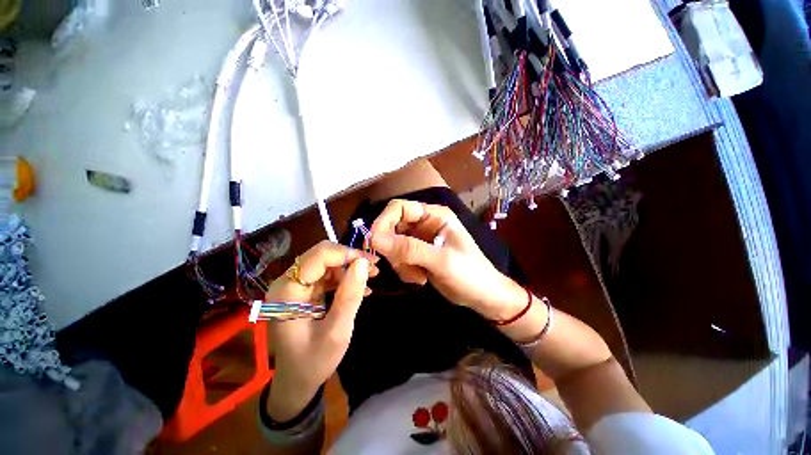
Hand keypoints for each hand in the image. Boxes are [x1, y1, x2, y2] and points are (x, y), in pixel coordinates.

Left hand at [264, 241, 375, 421]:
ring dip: (350, 268)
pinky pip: (326, 275)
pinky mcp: (303, 292)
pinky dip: (344, 278)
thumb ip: (350, 295)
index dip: (347, 254)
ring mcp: (294, 286)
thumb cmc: (314, 361)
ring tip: (371, 277)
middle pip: (322, 255)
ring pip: (327, 263)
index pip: (319, 256)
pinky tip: (360, 288)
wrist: (297, 381)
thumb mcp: (337, 331)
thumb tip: (363, 263)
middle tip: (374, 268)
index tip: (371, 263)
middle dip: (350, 259)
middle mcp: (287, 282)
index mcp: (288, 291)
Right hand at [369, 199, 524, 320]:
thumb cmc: (470, 274)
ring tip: (418, 276)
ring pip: (392, 245)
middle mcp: (424, 224)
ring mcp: (420, 240)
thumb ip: (410, 248)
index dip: (383, 221)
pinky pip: (398, 258)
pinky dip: (403, 269)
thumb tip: (374, 238)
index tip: (374, 242)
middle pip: (392, 227)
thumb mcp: (441, 260)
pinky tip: (420, 279)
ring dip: (400, 262)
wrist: (482, 297)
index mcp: (434, 215)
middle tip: (403, 265)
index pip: (399, 208)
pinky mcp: (417, 255)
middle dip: (393, 249)